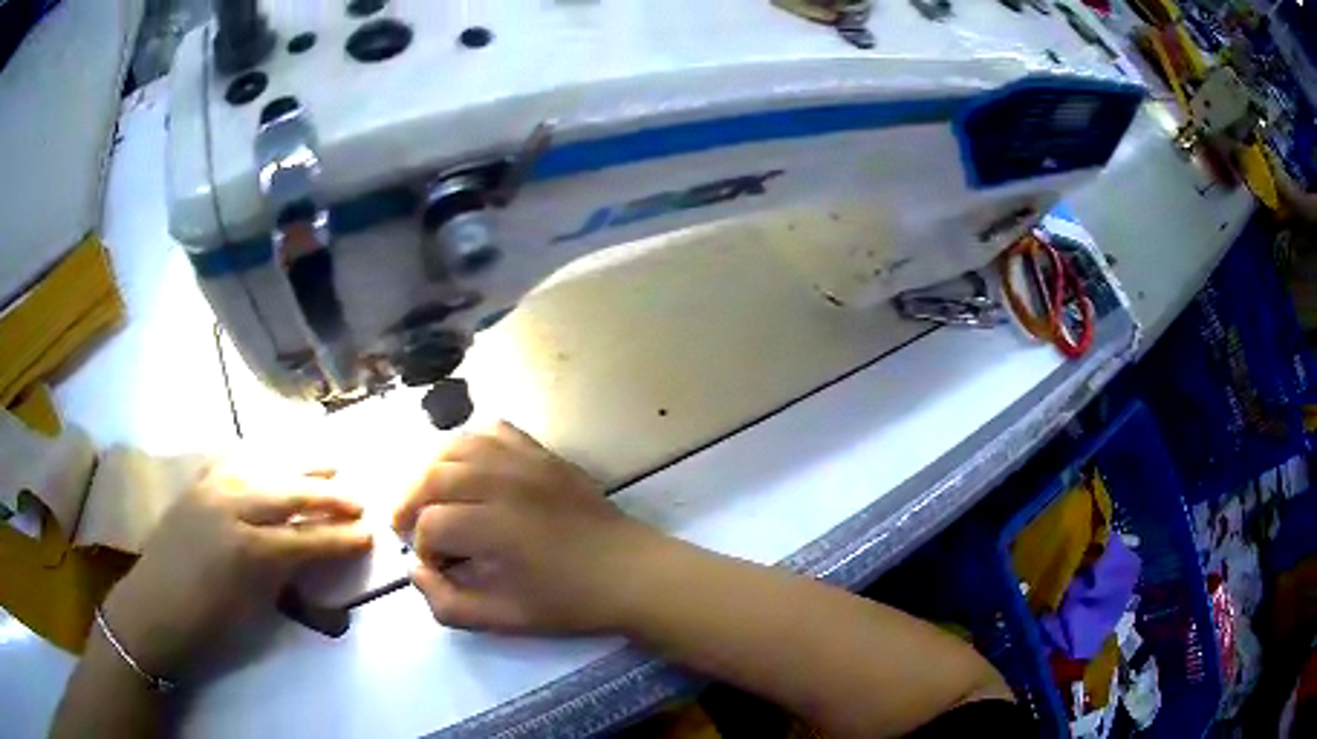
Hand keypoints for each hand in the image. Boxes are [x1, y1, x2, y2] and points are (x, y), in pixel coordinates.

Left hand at [101, 462, 373, 678]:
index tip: (370, 533)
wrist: (154, 609)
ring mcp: (211, 489)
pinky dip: (260, 460)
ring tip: (328, 464)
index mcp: (251, 550)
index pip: (308, 538)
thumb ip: (287, 579)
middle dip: (330, 496)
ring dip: (300, 467)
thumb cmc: (208, 625)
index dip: (342, 537)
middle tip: (358, 499)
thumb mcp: (255, 612)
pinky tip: (272, 460)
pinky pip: (234, 462)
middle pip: (290, 493)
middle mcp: (233, 508)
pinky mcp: (196, 484)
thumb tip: (316, 561)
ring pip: (265, 467)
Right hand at [393, 422, 664, 634]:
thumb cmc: (570, 602)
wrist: (632, 573)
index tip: (437, 568)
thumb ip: (448, 604)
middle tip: (408, 527)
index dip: (422, 548)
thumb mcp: (505, 620)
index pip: (432, 525)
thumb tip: (414, 571)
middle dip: (411, 503)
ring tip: (428, 496)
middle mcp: (505, 483)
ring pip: (457, 446)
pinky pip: (494, 431)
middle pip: (433, 477)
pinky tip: (467, 469)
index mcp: (496, 527)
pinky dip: (469, 444)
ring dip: (432, 470)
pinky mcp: (543, 454)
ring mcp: (526, 461)